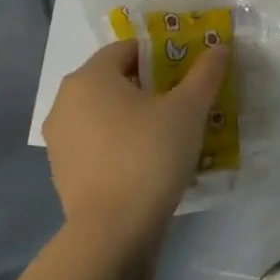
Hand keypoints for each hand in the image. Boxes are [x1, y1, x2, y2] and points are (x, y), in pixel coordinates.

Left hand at [41, 39, 229, 249]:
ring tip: (171, 130)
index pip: (128, 48)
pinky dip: (120, 141)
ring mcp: (60, 139)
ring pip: (105, 112)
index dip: (161, 54)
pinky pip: (98, 142)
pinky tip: (148, 158)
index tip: (187, 70)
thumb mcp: (188, 109)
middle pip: (115, 79)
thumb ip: (205, 73)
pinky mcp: (63, 171)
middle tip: (184, 98)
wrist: (112, 232)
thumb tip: (220, 47)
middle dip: (150, 84)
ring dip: (135, 114)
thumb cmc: (149, 155)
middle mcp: (66, 102)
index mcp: (90, 78)